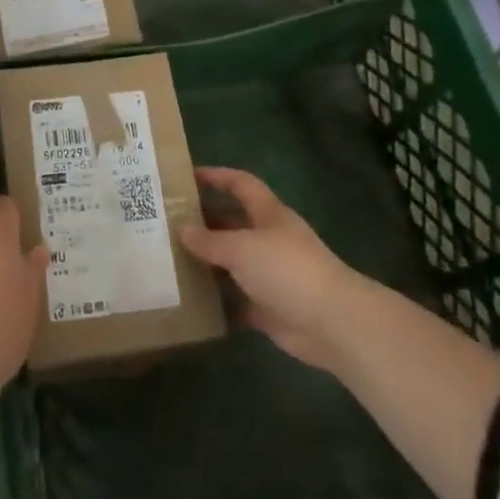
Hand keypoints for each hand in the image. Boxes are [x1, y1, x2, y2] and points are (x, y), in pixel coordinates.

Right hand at [181, 167, 359, 372]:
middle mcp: (269, 240)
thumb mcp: (242, 248)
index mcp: (268, 214)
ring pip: (233, 262)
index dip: (216, 176)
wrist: (331, 322)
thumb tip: (183, 229)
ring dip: (208, 262)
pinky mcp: (269, 307)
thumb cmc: (287, 270)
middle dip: (204, 221)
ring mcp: (270, 275)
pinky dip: (219, 301)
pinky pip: (237, 300)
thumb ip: (210, 241)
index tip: (186, 176)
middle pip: (233, 223)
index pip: (241, 184)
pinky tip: (191, 301)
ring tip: (171, 260)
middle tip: (167, 223)